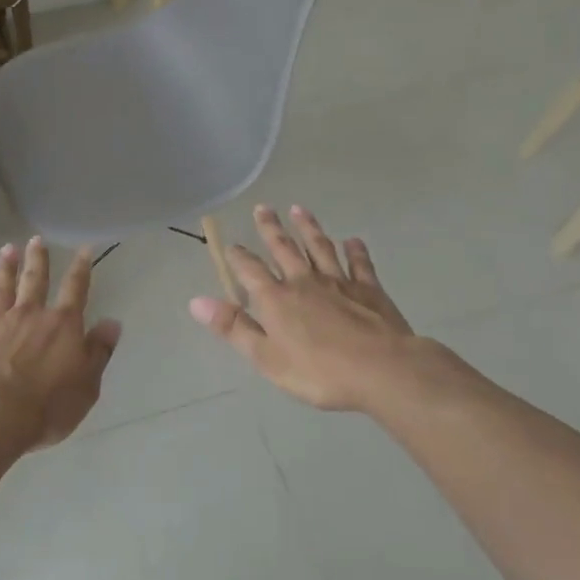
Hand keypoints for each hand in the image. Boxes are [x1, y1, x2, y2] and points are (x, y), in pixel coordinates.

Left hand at [0, 238, 121, 451]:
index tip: (84, 248)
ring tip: (6, 250)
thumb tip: (112, 323)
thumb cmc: (47, 406)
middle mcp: (29, 316)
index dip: (81, 268)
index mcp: (61, 326)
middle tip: (36, 239)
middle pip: (34, 280)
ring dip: (4, 269)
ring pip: (1, 289)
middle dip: (37, 259)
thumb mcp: (87, 385)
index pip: (75, 290)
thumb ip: (98, 352)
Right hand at [190, 205, 436, 412]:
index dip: (238, 257)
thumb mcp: (266, 358)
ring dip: (308, 228)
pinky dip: (355, 250)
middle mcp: (304, 281)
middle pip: (284, 249)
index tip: (231, 244)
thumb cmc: (319, 371)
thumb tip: (196, 301)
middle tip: (263, 207)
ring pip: (319, 247)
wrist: (383, 370)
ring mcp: (339, 281)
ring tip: (299, 209)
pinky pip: (360, 263)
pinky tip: (353, 241)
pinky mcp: (369, 289)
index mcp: (277, 299)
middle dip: (271, 228)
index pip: (251, 270)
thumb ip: (233, 327)